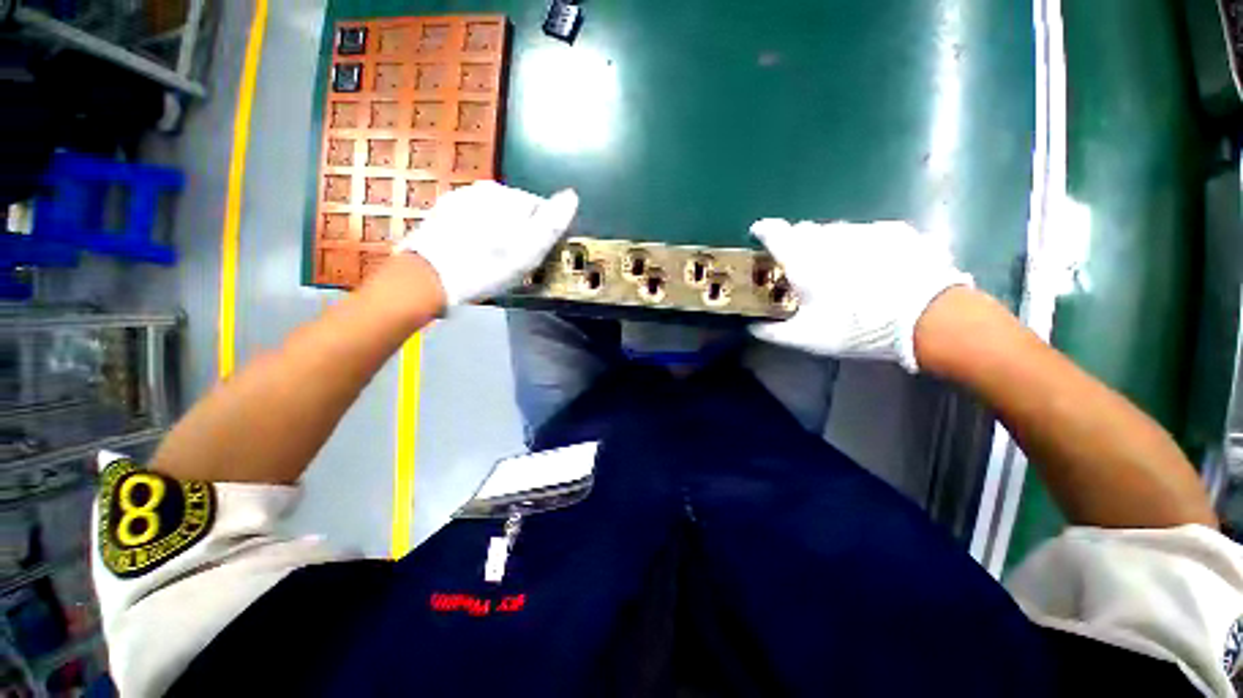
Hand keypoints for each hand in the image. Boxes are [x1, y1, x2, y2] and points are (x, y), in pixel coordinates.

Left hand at [395, 181, 578, 305]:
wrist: (430, 277)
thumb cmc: (488, 266)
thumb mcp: (531, 249)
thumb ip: (553, 221)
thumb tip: (572, 196)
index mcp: (508, 195)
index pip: (541, 209)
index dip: (543, 234)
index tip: (536, 256)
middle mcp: (483, 189)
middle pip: (516, 212)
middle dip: (520, 232)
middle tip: (514, 262)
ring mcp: (459, 198)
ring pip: (494, 216)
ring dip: (499, 233)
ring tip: (493, 260)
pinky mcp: (441, 213)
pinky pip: (472, 222)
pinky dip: (478, 235)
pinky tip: (474, 254)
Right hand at [749, 219, 972, 371]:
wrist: (930, 317)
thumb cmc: (858, 327)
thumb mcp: (807, 338)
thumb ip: (773, 332)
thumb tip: (752, 327)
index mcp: (803, 258)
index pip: (774, 232)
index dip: (762, 230)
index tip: (758, 234)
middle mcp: (831, 236)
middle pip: (804, 230)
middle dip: (796, 243)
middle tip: (800, 266)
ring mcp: (866, 230)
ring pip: (836, 230)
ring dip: (828, 244)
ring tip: (838, 268)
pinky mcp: (896, 231)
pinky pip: (867, 232)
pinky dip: (860, 245)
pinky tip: (872, 265)